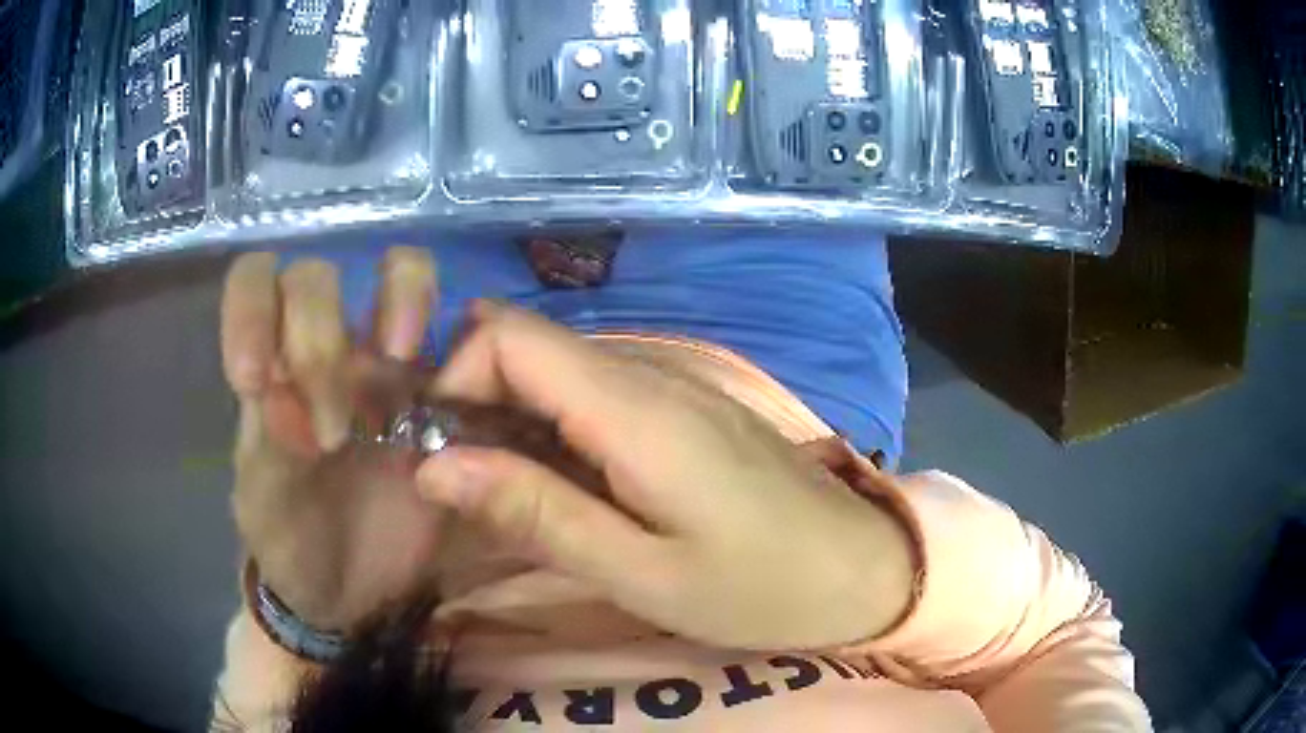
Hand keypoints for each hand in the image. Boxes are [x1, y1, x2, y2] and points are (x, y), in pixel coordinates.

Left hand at [221, 247, 445, 630]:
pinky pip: (460, 334)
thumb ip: (267, 452)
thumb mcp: (266, 507)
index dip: (252, 307)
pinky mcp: (440, 398)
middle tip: (331, 434)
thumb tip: (285, 400)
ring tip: (401, 354)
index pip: (255, 283)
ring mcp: (386, 369)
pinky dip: (460, 333)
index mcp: (270, 368)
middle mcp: (324, 351)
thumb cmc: (291, 545)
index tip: (254, 379)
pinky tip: (453, 386)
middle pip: (316, 278)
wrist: (351, 593)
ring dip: (401, 296)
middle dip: (317, 341)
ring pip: (398, 273)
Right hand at [416, 304, 915, 651]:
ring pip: (557, 369)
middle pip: (527, 345)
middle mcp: (647, 373)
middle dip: (473, 402)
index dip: (454, 380)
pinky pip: (594, 393)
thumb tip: (433, 464)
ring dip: (510, 419)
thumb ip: (535, 512)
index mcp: (633, 407)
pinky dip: (553, 427)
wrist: (861, 568)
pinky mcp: (685, 407)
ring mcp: (671, 384)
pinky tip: (566, 488)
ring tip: (511, 498)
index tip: (443, 456)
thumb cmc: (758, 587)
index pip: (505, 335)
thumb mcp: (638, 572)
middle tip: (467, 490)